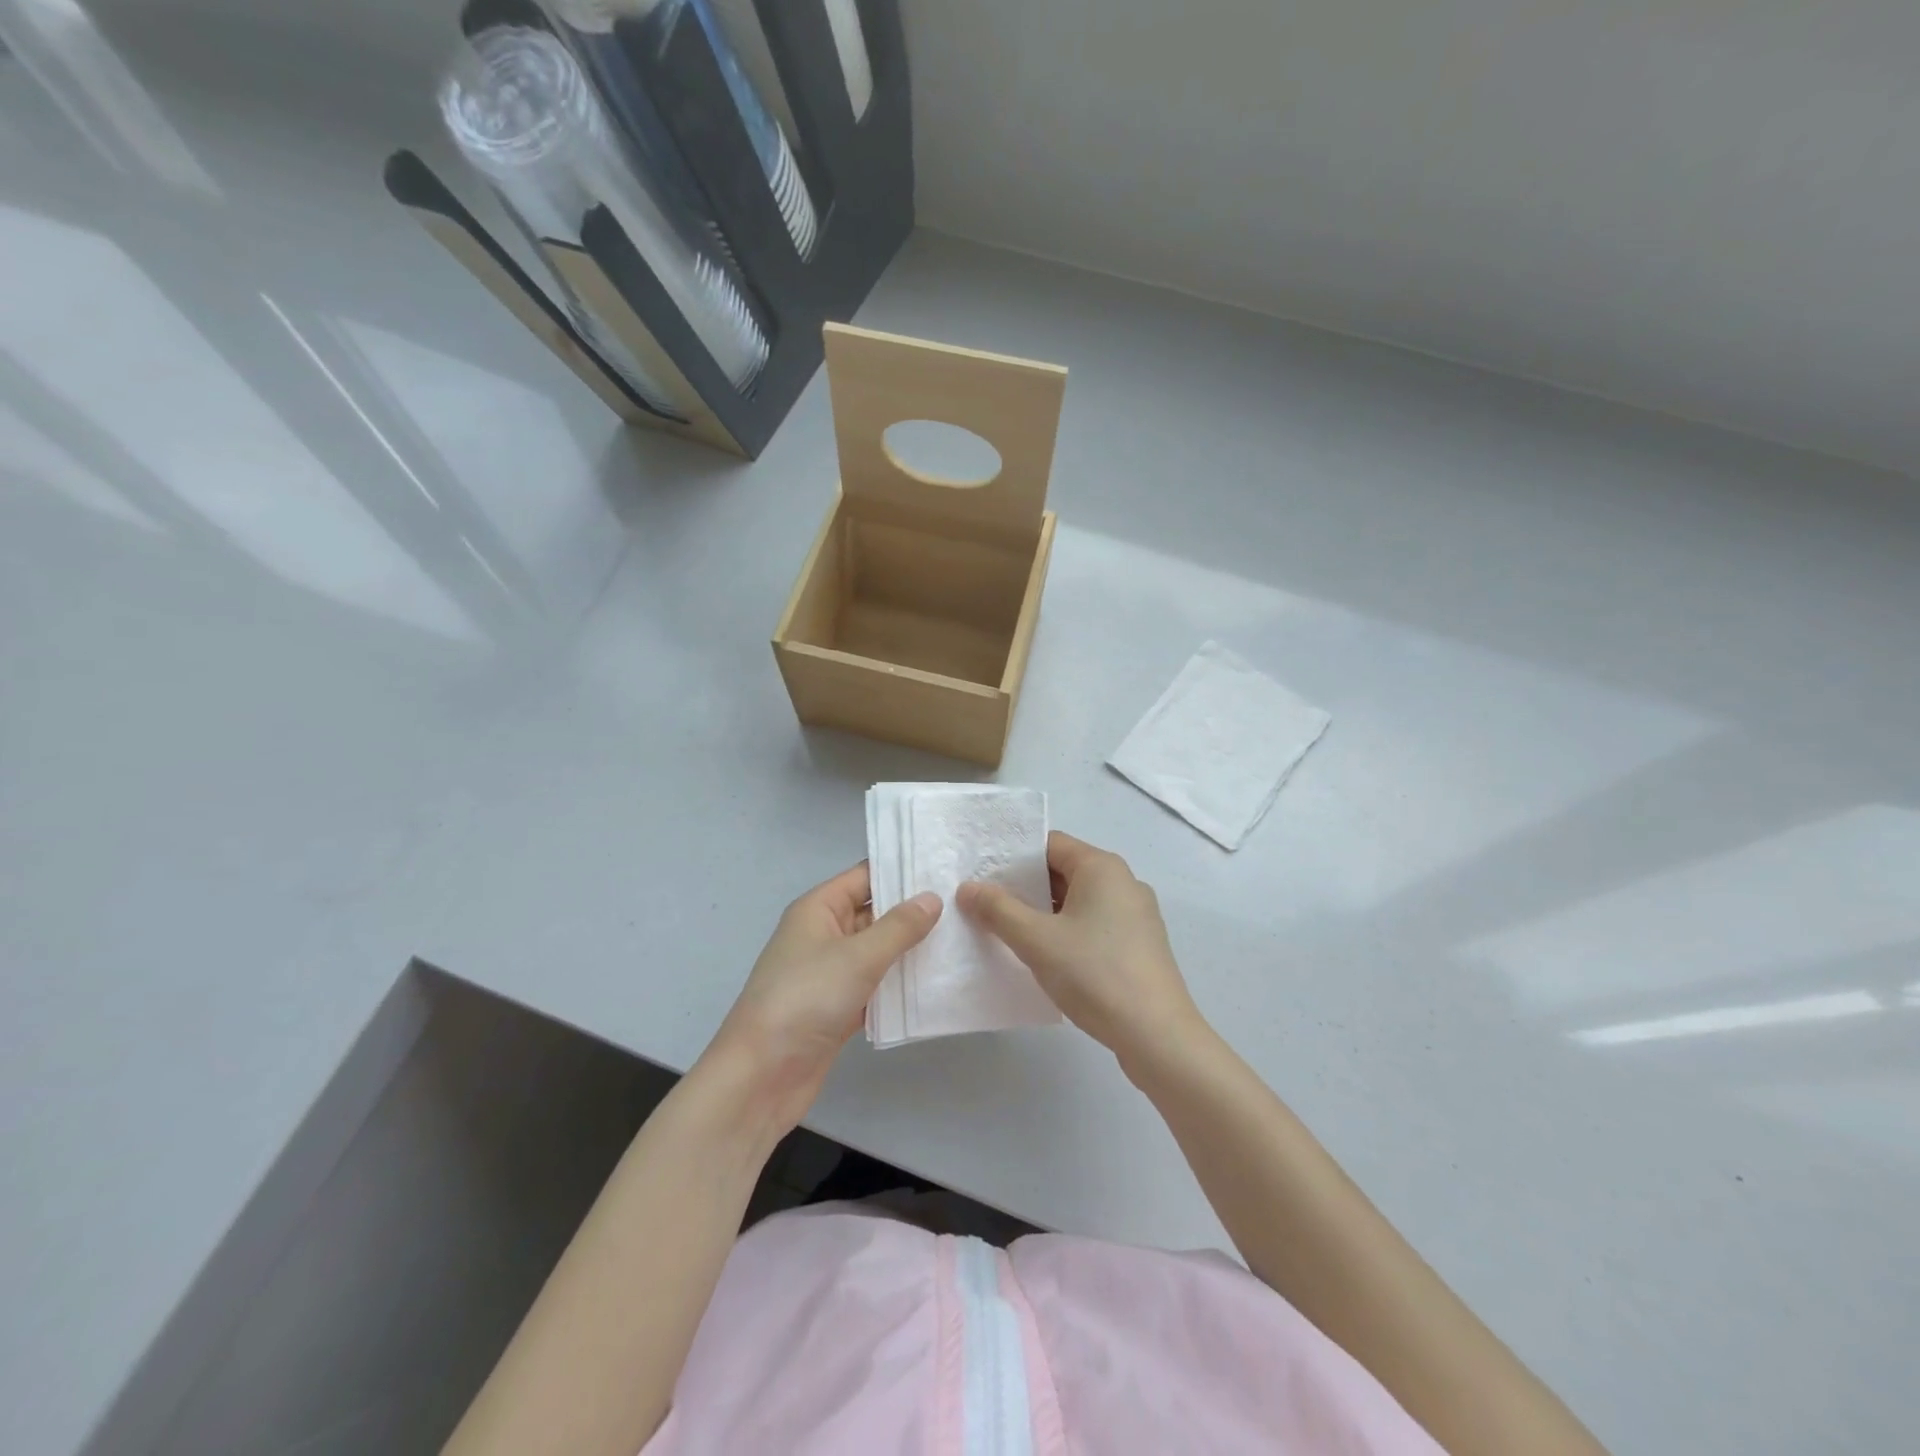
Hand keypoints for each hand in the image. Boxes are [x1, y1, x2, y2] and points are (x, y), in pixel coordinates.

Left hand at [703, 863, 939, 1136]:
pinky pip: (876, 986)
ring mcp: (831, 973)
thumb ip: (900, 927)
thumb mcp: (857, 956)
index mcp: (819, 909)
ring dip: (912, 950)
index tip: (946, 867)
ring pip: (879, 951)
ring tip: (962, 939)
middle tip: (965, 904)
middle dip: (915, 911)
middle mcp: (824, 934)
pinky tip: (938, 984)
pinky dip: (900, 986)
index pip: (866, 876)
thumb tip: (933, 897)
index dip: (902, 870)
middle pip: (875, 913)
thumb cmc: (805, 1000)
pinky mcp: (839, 1008)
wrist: (761, 1077)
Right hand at [958, 832, 1205, 1071]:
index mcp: (1102, 867)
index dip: (1013, 856)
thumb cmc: (1095, 974)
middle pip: (1064, 871)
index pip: (1049, 844)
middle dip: (1025, 887)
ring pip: (1079, 901)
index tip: (981, 874)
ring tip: (1008, 931)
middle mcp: (1123, 881)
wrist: (1157, 1036)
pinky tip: (1046, 957)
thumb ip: (998, 909)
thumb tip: (968, 888)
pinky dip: (1067, 931)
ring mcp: (1136, 914)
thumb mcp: (1036, 940)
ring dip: (1044, 913)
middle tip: (986, 904)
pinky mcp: (1140, 945)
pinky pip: (1095, 924)